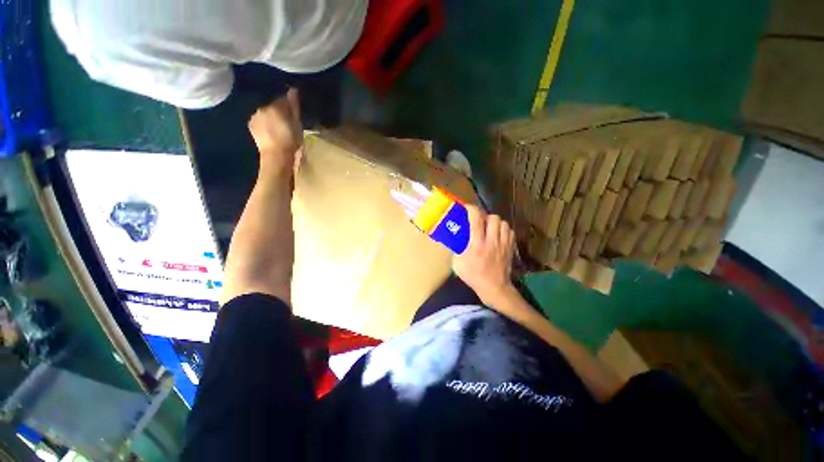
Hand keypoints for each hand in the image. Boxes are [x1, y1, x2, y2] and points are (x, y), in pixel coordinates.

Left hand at [248, 88, 301, 175]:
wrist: (275, 156)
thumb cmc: (290, 140)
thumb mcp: (297, 124)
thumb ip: (294, 107)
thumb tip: (293, 89)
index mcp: (275, 106)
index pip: (283, 98)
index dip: (289, 103)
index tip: (295, 110)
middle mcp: (262, 107)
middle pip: (273, 105)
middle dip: (279, 110)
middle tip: (287, 120)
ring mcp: (255, 116)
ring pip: (265, 112)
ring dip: (271, 117)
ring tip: (279, 127)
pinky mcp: (251, 126)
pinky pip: (260, 120)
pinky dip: (265, 123)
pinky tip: (271, 131)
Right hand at [452, 205, 516, 306]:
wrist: (494, 288)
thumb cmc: (473, 276)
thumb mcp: (457, 264)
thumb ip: (456, 249)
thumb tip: (454, 238)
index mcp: (477, 245)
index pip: (476, 220)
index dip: (471, 209)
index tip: (466, 208)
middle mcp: (492, 241)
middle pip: (493, 218)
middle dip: (485, 216)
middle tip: (479, 221)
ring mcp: (504, 244)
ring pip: (503, 223)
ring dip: (495, 222)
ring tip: (489, 228)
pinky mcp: (511, 248)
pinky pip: (510, 231)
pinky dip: (504, 229)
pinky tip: (498, 235)